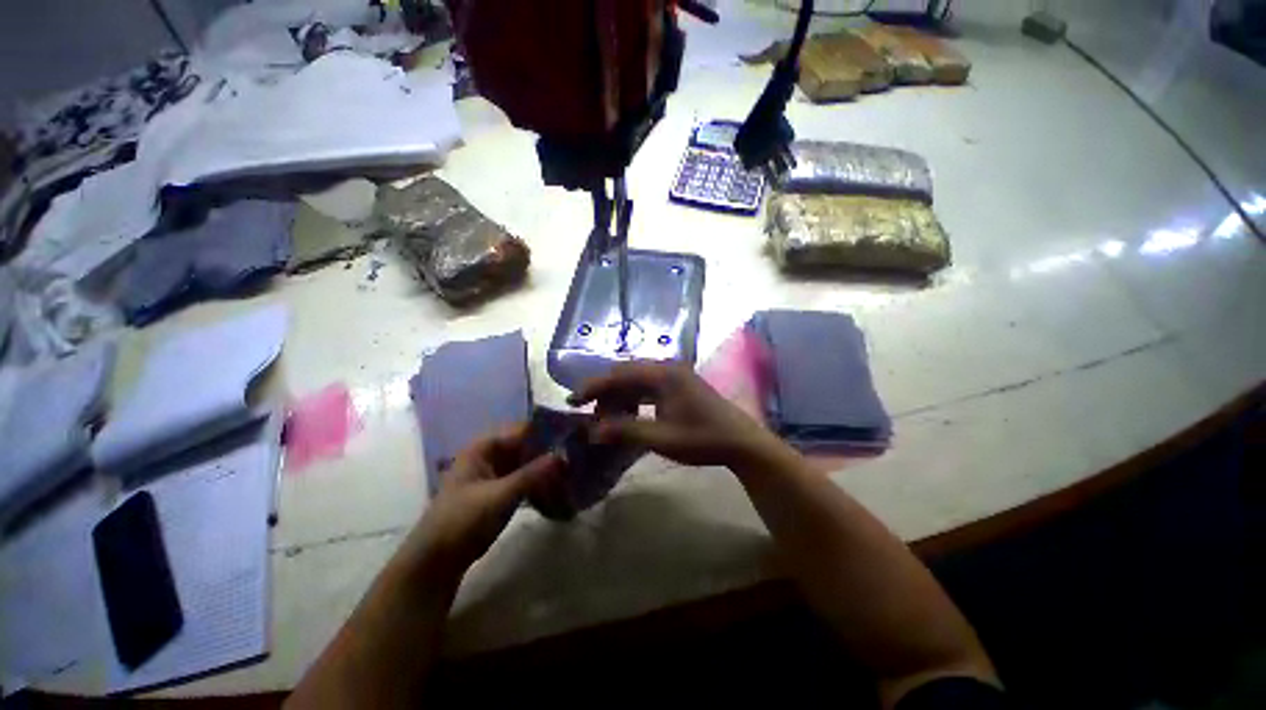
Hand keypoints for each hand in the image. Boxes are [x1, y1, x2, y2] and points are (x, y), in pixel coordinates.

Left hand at [411, 426, 560, 576]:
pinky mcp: (498, 492)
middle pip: (527, 447)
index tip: (574, 439)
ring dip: (546, 472)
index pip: (523, 430)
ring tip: (571, 479)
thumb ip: (533, 474)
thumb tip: (564, 455)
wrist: (436, 561)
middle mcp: (490, 455)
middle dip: (550, 455)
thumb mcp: (500, 495)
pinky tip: (557, 495)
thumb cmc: (463, 520)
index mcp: (485, 447)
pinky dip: (538, 486)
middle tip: (577, 462)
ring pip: (528, 465)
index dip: (548, 432)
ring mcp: (494, 474)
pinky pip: (524, 481)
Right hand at [568, 362, 780, 467]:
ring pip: (637, 381)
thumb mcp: (662, 438)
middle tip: (587, 411)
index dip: (594, 386)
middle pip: (626, 374)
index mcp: (663, 375)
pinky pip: (648, 388)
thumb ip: (625, 432)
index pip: (619, 375)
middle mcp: (667, 368)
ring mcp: (674, 376)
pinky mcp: (679, 386)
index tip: (573, 400)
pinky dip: (634, 400)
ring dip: (619, 397)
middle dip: (605, 392)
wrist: (741, 442)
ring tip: (605, 417)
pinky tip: (627, 415)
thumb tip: (592, 431)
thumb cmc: (703, 439)